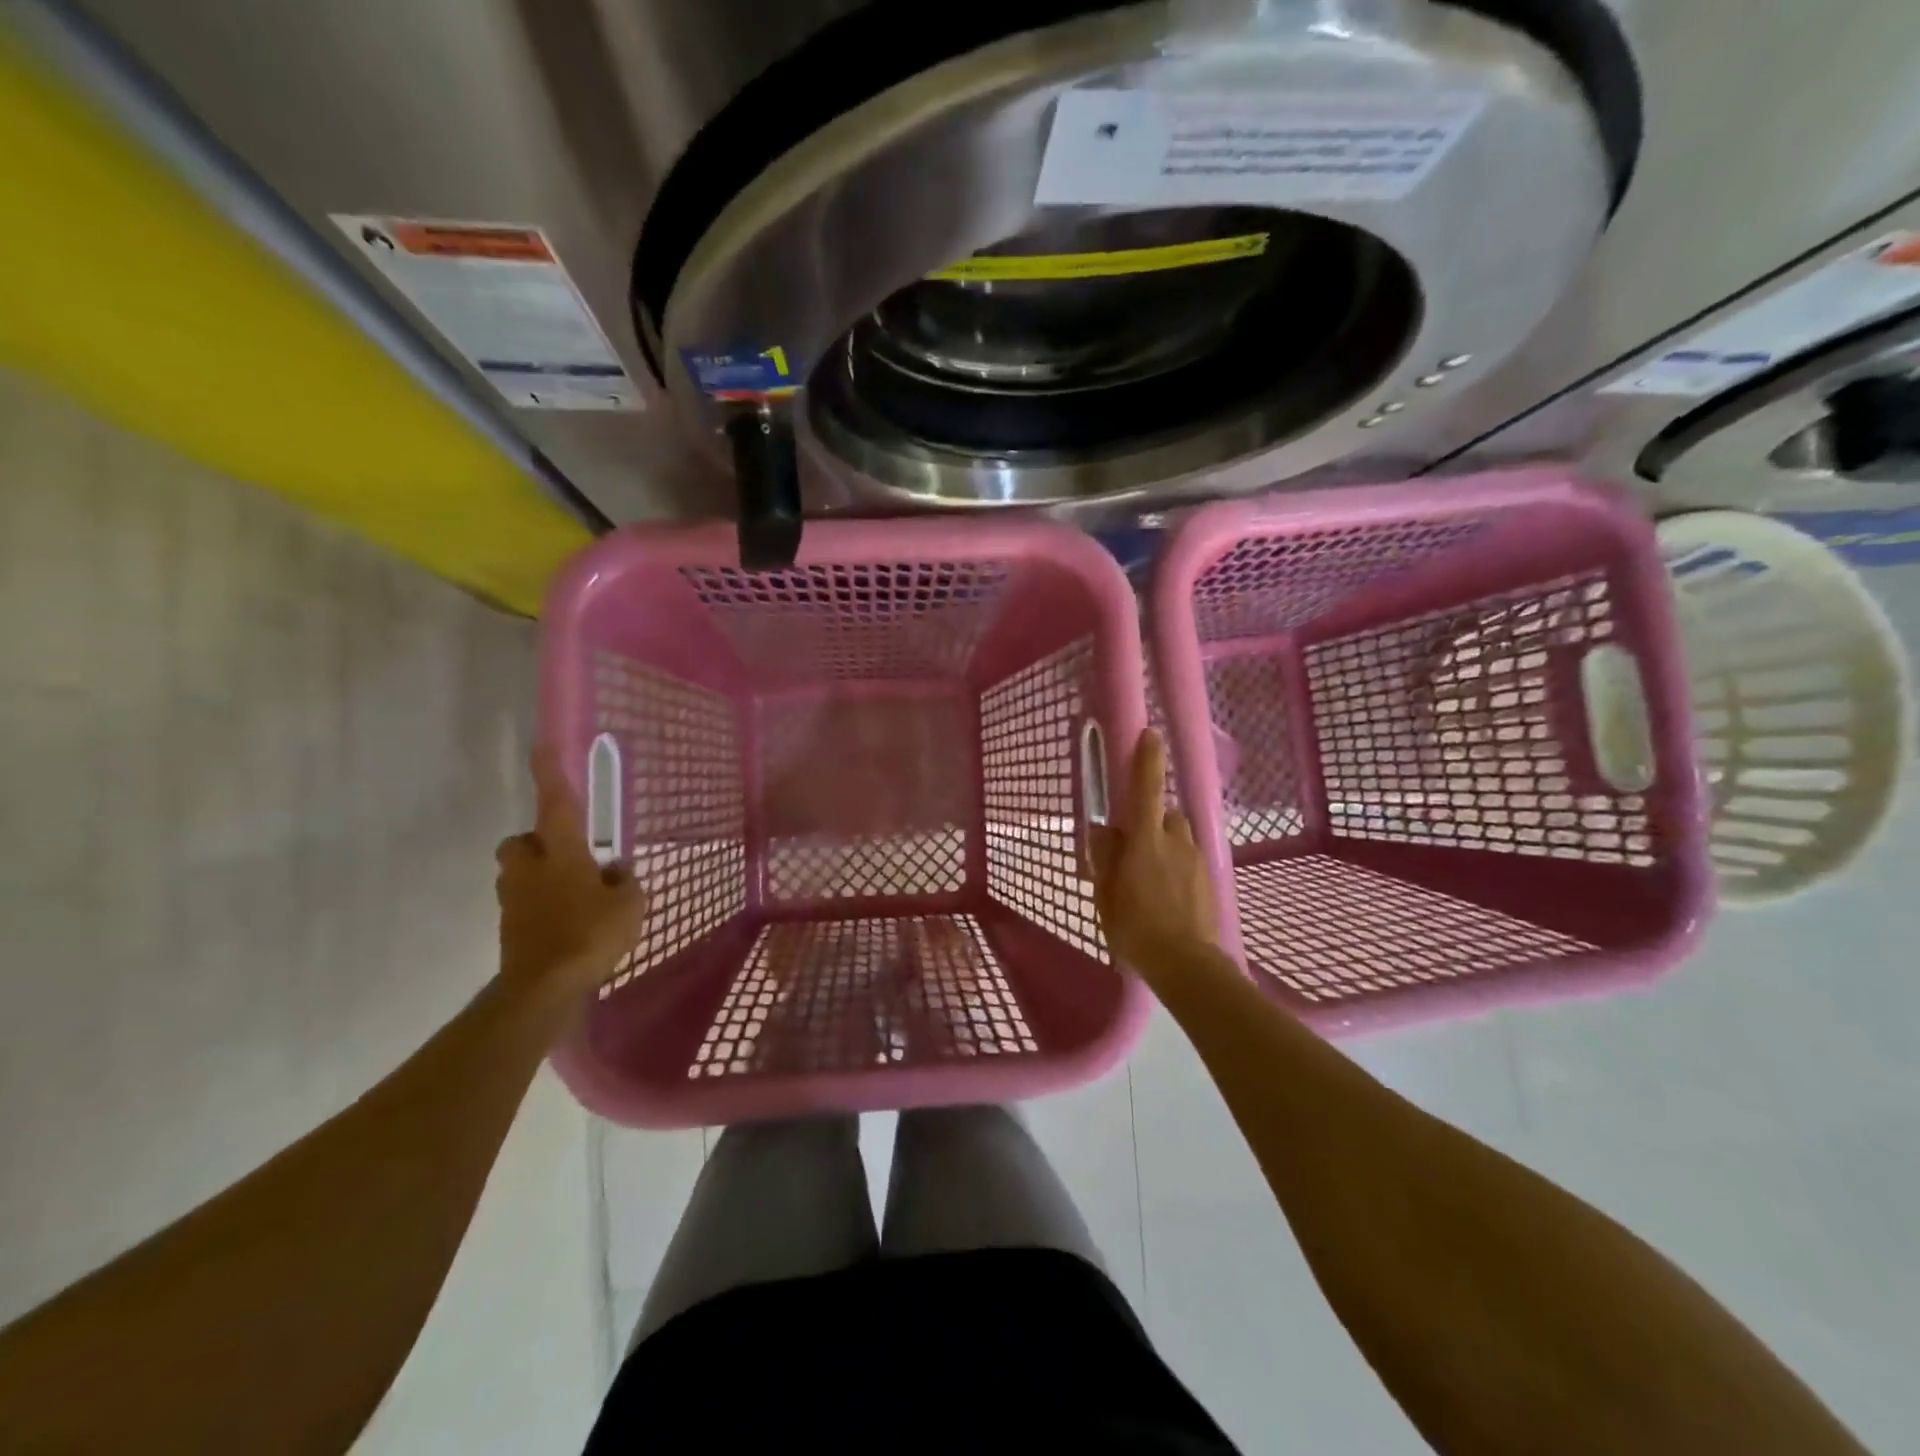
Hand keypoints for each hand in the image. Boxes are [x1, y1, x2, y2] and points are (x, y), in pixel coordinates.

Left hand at [496, 746, 647, 997]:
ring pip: (519, 874)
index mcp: (562, 854)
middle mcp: (531, 869)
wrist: (543, 989)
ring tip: (574, 895)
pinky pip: (524, 905)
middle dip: (536, 842)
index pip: (556, 804)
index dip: (550, 774)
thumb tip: (615, 871)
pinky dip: (541, 907)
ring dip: (539, 876)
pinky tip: (568, 924)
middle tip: (566, 854)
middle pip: (520, 842)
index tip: (542, 746)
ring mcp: (514, 900)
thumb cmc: (590, 935)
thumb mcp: (629, 904)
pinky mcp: (510, 929)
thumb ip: (624, 882)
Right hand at [1088, 730, 1218, 974]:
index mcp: (1145, 842)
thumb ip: (1105, 859)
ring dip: (1165, 843)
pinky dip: (1177, 864)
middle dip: (1150, 820)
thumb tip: (1104, 831)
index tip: (1150, 734)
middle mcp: (1174, 841)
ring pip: (1178, 835)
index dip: (1148, 760)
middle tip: (1134, 849)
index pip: (1146, 790)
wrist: (1188, 964)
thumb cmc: (1137, 929)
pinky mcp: (1209, 877)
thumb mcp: (1106, 895)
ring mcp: (1196, 859)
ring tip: (1152, 875)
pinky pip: (1189, 857)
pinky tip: (1168, 893)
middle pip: (1164, 813)